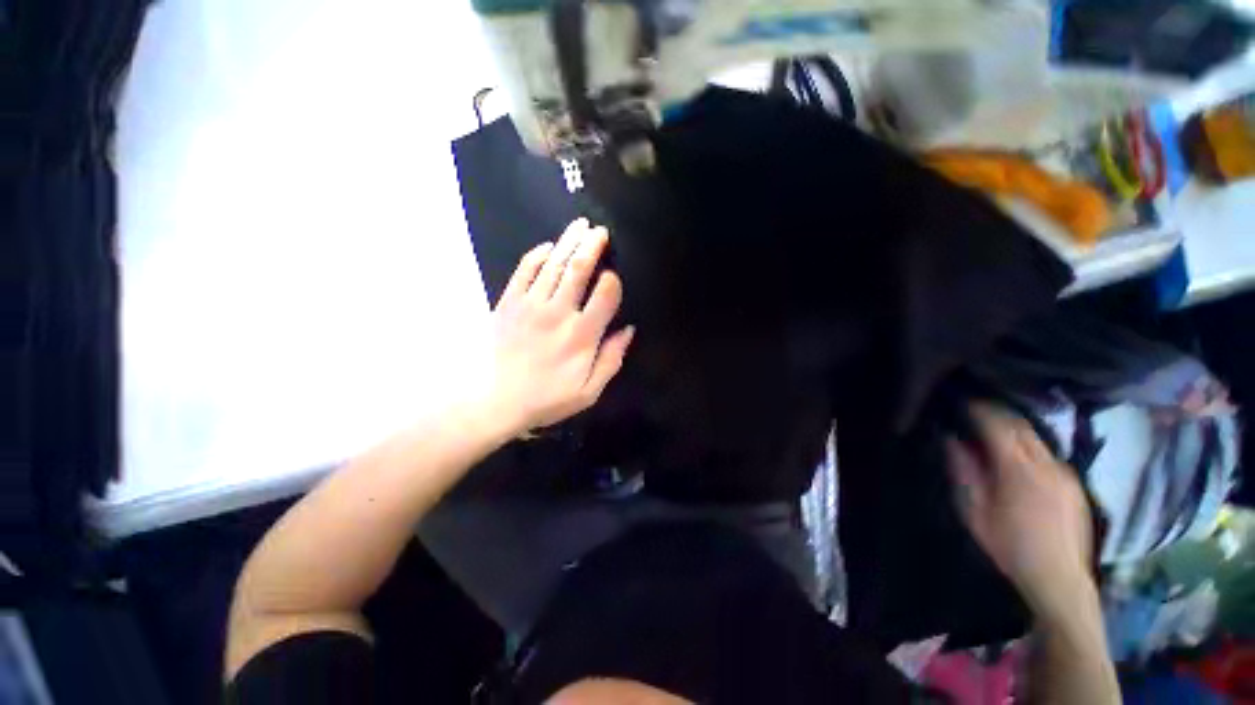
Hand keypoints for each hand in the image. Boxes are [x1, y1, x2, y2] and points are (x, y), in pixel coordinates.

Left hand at [485, 218, 633, 435]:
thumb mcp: (589, 391)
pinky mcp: (509, 302)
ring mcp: (531, 304)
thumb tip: (628, 330)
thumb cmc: (547, 398)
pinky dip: (537, 255)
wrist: (495, 400)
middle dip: (592, 246)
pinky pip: (524, 270)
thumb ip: (611, 360)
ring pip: (553, 264)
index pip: (604, 295)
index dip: (612, 281)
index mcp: (582, 336)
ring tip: (580, 225)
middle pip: (578, 270)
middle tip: (600, 231)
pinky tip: (547, 246)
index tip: (613, 276)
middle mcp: (558, 313)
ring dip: (569, 242)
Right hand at [946, 403, 1095, 619]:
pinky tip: (1017, 456)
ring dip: (1013, 428)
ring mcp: (1066, 473)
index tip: (962, 401)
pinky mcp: (1075, 484)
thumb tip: (952, 440)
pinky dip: (1028, 445)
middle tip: (974, 409)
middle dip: (996, 413)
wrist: (1060, 580)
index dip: (979, 409)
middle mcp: (1047, 465)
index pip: (998, 425)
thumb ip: (963, 472)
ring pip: (1036, 437)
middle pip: (1021, 425)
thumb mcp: (974, 512)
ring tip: (993, 429)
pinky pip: (1048, 453)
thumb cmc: (1009, 547)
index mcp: (1019, 471)